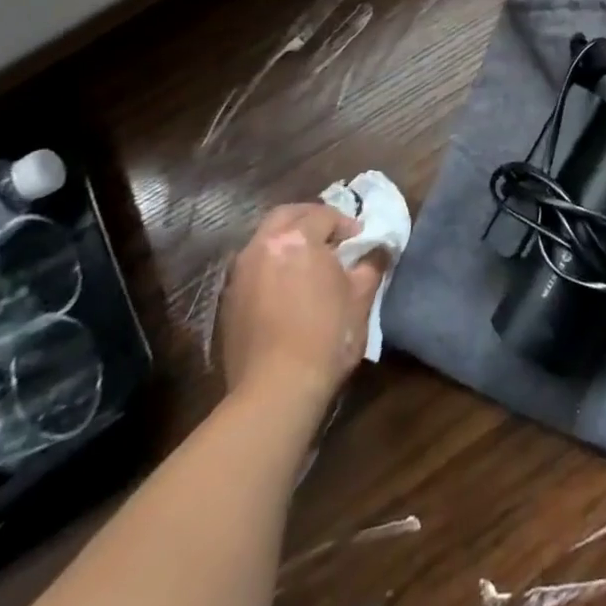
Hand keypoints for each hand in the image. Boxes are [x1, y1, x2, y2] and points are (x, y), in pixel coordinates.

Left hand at [219, 204, 384, 411]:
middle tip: (331, 237)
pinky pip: (253, 267)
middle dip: (310, 219)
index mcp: (297, 238)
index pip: (324, 215)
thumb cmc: (326, 336)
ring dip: (287, 240)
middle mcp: (262, 246)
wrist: (275, 391)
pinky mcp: (228, 301)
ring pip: (265, 240)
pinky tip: (286, 287)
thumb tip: (378, 250)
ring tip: (308, 262)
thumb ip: (371, 264)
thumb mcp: (361, 297)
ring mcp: (240, 274)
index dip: (346, 224)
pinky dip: (271, 265)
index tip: (359, 240)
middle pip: (286, 216)